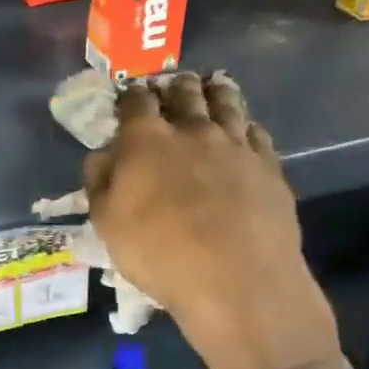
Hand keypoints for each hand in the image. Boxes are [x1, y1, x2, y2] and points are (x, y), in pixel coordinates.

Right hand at [84, 75, 338, 368]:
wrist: (237, 282)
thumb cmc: (159, 254)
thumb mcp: (107, 224)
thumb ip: (100, 182)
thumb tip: (101, 156)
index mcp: (147, 140)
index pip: (136, 101)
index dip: (130, 96)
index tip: (129, 98)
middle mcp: (192, 130)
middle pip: (184, 93)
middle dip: (174, 86)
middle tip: (171, 86)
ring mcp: (235, 144)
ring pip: (226, 102)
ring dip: (215, 91)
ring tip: (212, 86)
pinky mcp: (268, 164)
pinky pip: (256, 131)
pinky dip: (245, 124)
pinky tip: (244, 128)